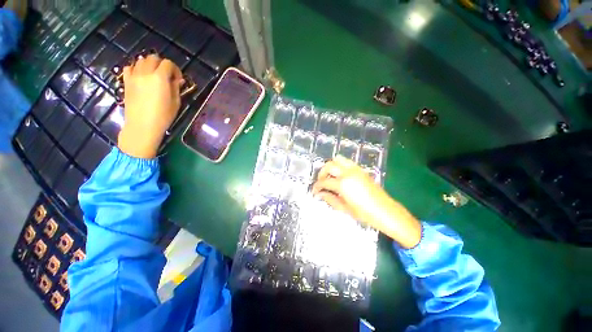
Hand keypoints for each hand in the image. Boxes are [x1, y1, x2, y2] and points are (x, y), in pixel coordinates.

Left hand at [118, 55, 183, 158]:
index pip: (167, 63)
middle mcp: (145, 73)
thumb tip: (178, 80)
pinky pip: (129, 68)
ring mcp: (134, 76)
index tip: (178, 79)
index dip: (175, 69)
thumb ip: (176, 88)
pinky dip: (136, 68)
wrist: (142, 125)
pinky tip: (141, 76)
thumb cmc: (163, 116)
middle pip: (153, 58)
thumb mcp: (176, 103)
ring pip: (141, 60)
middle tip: (166, 75)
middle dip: (162, 64)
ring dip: (149, 65)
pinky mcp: (126, 82)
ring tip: (154, 75)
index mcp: (160, 78)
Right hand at [312, 156, 421, 248]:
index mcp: (343, 184)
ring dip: (331, 166)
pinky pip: (347, 162)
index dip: (317, 186)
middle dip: (322, 173)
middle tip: (321, 182)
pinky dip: (340, 165)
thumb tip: (319, 194)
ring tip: (329, 176)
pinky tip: (339, 175)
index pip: (324, 181)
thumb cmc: (364, 213)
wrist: (385, 211)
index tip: (314, 191)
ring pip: (338, 159)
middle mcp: (348, 173)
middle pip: (329, 165)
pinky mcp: (361, 170)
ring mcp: (355, 169)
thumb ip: (329, 198)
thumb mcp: (344, 208)